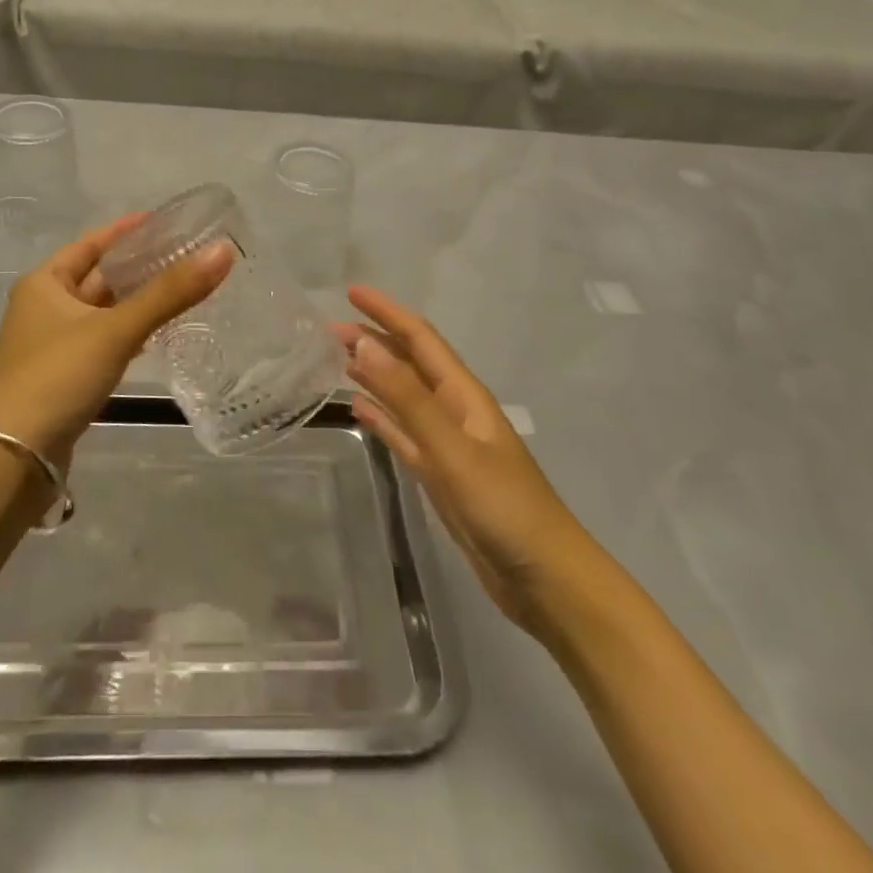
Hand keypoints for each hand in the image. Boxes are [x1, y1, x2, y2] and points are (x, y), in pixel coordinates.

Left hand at [0, 214, 231, 463]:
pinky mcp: (65, 379)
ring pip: (103, 313)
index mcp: (44, 283)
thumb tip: (223, 251)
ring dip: (137, 302)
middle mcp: (45, 308)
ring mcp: (53, 346)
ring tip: (182, 289)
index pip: (92, 244)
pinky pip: (104, 343)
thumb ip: (169, 293)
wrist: (10, 460)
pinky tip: (157, 335)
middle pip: (99, 277)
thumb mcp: (115, 330)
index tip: (165, 221)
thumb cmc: (56, 377)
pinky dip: (129, 335)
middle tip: (186, 255)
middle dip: (139, 267)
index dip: (127, 230)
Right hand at [337, 285, 579, 636]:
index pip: (419, 338)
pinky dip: (380, 416)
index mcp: (463, 395)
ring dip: (373, 374)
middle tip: (327, 330)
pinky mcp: (439, 474)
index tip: (350, 292)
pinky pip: (402, 433)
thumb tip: (365, 344)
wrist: (544, 580)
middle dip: (373, 339)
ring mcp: (447, 443)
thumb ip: (407, 398)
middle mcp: (454, 410)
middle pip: (409, 363)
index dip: (386, 312)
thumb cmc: (504, 507)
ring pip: (402, 395)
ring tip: (335, 359)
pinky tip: (358, 407)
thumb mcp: (451, 448)